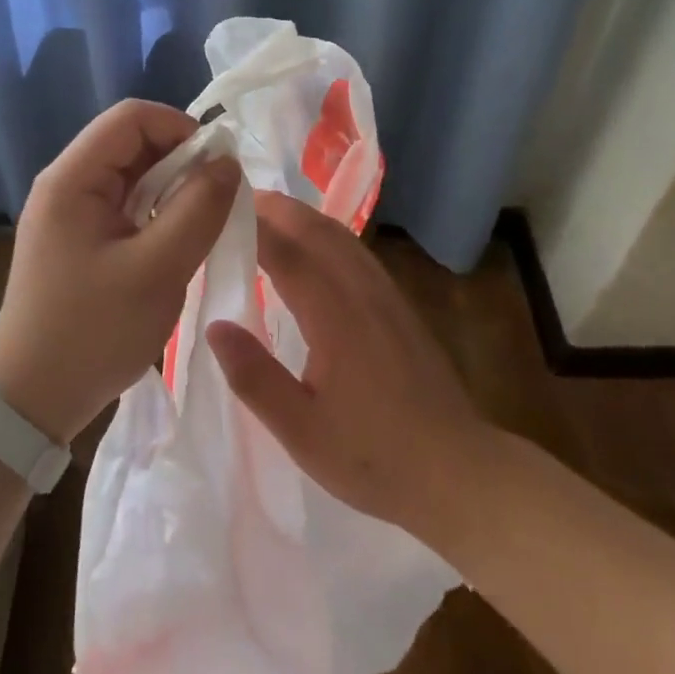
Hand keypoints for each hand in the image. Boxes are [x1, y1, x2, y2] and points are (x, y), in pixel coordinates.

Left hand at [0, 99, 239, 444]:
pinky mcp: (79, 240)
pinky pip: (126, 207)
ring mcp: (70, 213)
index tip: (217, 166)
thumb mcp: (158, 270)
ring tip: (203, 223)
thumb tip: (228, 162)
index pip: (131, 117)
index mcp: (72, 178)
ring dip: (173, 190)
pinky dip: (158, 214)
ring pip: (133, 176)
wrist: (30, 403)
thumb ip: (199, 209)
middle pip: (132, 143)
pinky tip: (177, 243)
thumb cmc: (92, 332)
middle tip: (217, 200)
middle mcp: (67, 184)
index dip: (180, 127)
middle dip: (181, 161)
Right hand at [206, 191, 487, 536]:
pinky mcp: (399, 304)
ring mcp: (385, 294)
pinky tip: (314, 249)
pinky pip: (356, 250)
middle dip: (277, 209)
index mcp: (334, 315)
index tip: (219, 211)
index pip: (286, 252)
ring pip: (340, 235)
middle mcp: (361, 291)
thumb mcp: (301, 431)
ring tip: (268, 215)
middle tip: (237, 203)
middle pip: (316, 229)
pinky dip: (326, 233)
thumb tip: (216, 326)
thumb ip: (255, 377)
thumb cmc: (373, 456)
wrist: (458, 470)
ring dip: (302, 216)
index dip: (252, 226)